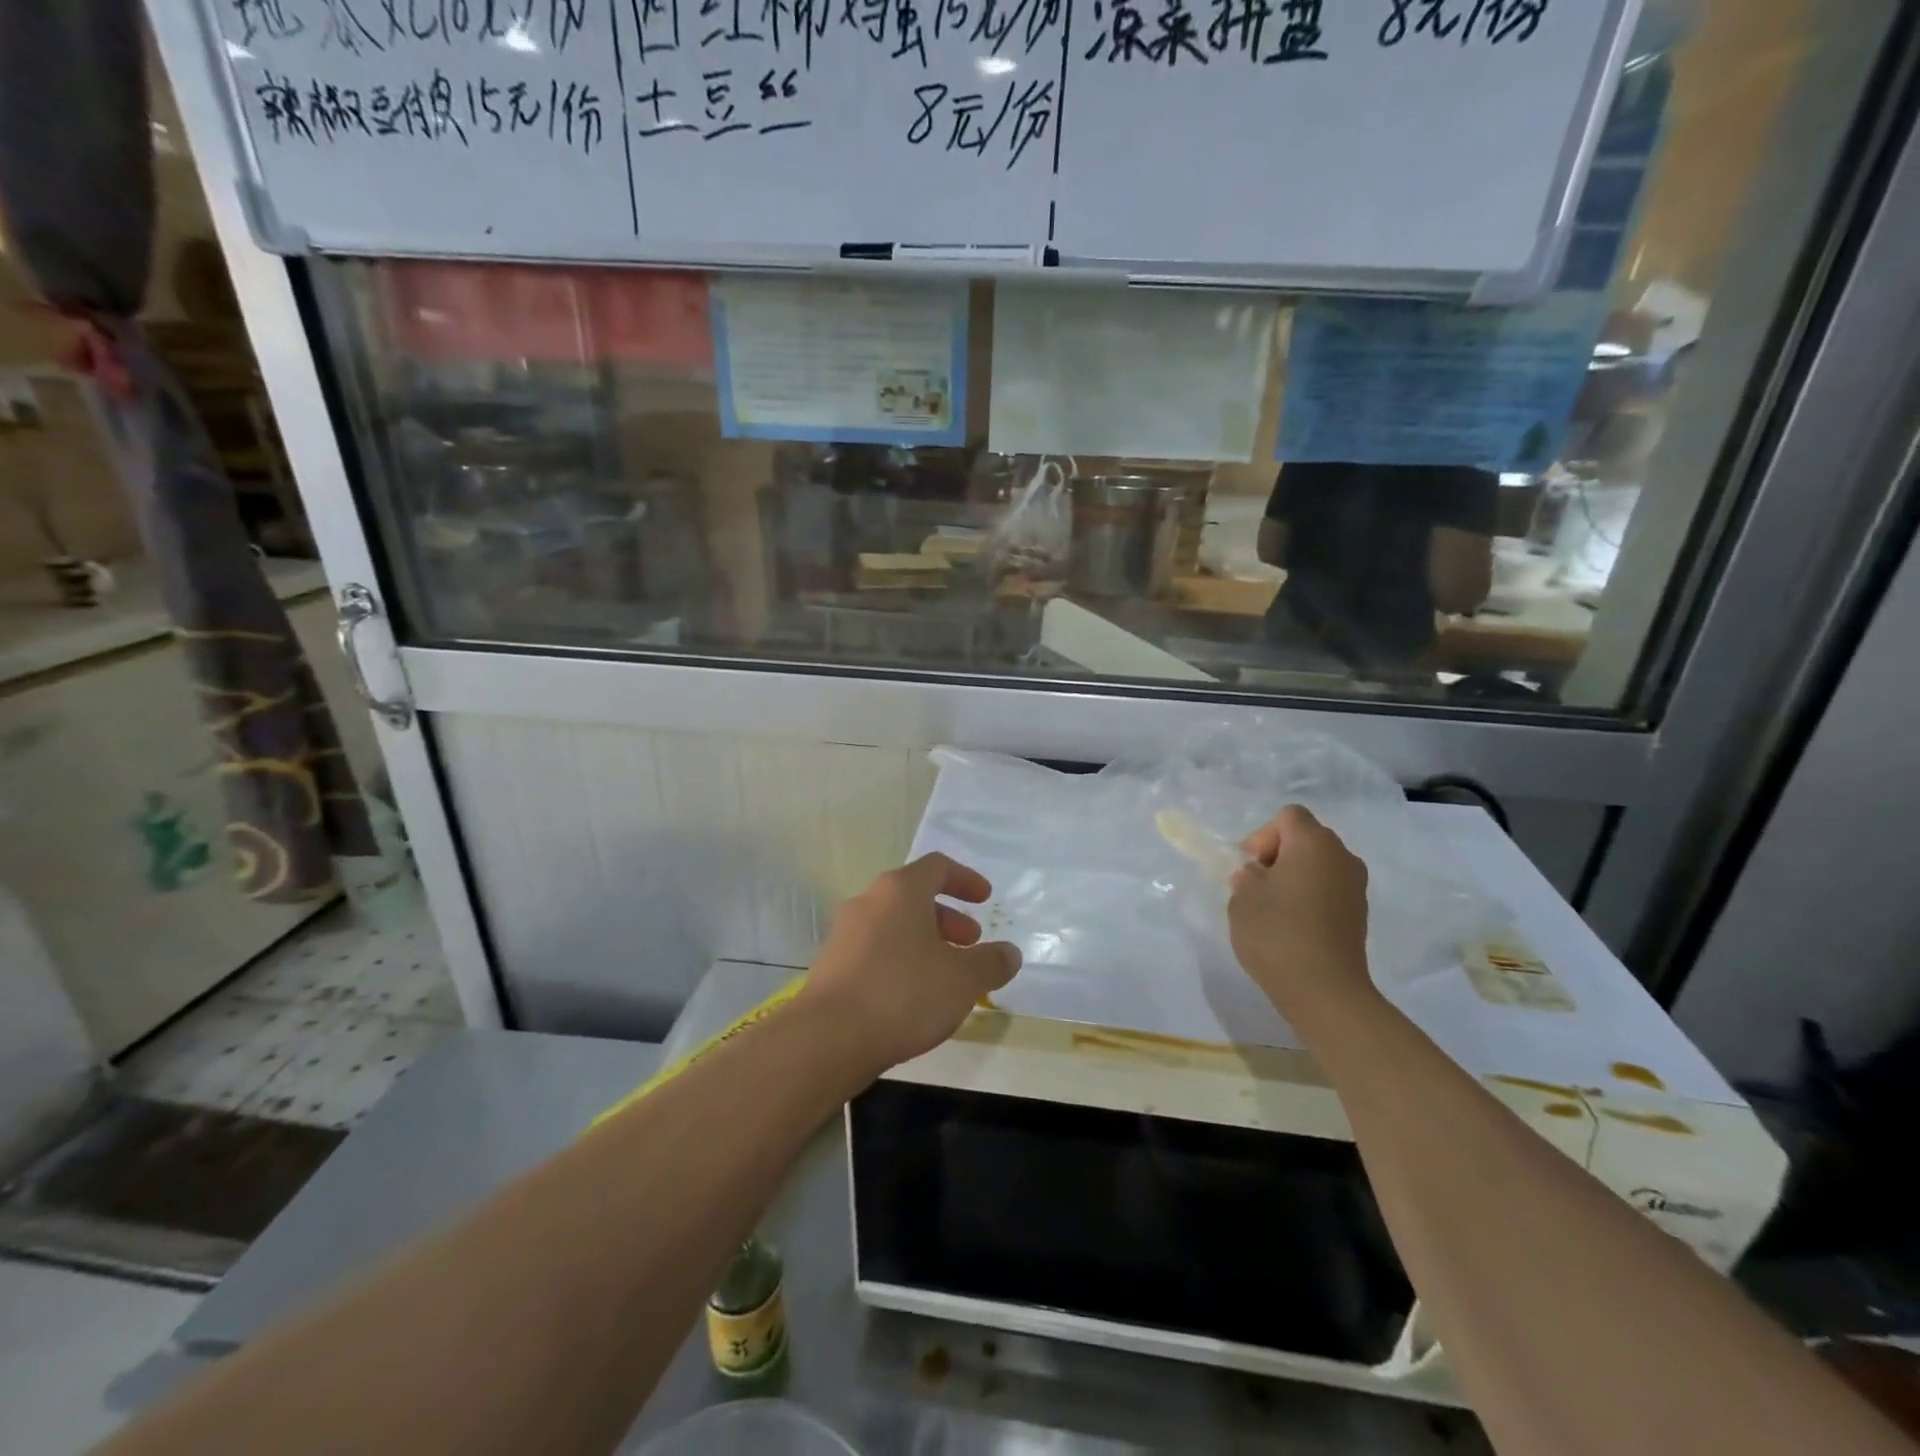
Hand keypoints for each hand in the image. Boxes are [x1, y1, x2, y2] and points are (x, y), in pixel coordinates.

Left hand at [799, 853, 1021, 1074]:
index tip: (985, 898)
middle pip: (914, 897)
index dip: (965, 879)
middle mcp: (868, 902)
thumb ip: (991, 962)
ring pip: (893, 926)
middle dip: (947, 918)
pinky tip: (913, 998)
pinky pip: (874, 952)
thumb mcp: (963, 979)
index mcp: (900, 890)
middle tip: (970, 942)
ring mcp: (844, 934)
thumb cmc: (904, 993)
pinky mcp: (831, 967)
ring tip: (946, 976)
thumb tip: (1009, 953)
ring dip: (924, 942)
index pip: (937, 867)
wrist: (828, 1038)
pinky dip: (900, 962)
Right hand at [1228, 805, 1373, 1020]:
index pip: (1289, 816)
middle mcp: (1341, 856)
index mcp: (1313, 843)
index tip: (1250, 866)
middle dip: (1279, 854)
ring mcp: (1355, 886)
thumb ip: (1247, 878)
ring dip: (1295, 876)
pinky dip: (1310, 896)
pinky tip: (1293, 925)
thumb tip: (1259, 876)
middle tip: (1256, 885)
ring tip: (1273, 907)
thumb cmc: (1277, 934)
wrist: (1325, 990)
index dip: (1263, 835)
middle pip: (1307, 837)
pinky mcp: (1359, 913)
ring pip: (1319, 864)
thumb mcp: (1242, 899)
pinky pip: (1329, 888)